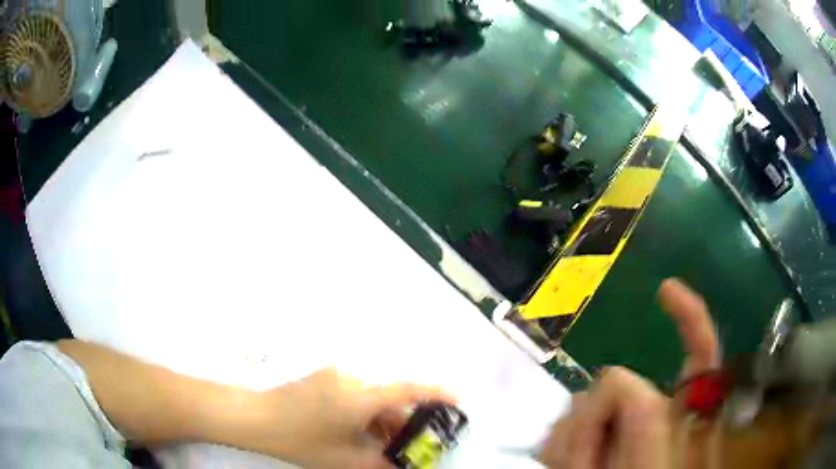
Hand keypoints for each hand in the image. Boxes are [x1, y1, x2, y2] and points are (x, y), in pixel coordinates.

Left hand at [242, 368, 455, 468]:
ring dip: (382, 421)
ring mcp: (334, 376)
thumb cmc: (300, 440)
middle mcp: (351, 378)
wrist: (254, 417)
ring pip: (372, 398)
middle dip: (404, 423)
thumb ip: (381, 464)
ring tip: (383, 445)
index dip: (436, 394)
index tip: (458, 400)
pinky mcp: (322, 378)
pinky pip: (355, 395)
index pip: (407, 390)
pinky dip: (365, 414)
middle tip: (411, 444)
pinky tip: (358, 433)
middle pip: (389, 399)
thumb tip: (404, 467)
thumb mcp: (345, 460)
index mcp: (360, 396)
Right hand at [538, 278, 719, 468]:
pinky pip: (567, 426)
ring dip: (569, 439)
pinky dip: (559, 445)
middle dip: (591, 417)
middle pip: (618, 383)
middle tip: (577, 461)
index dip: (689, 319)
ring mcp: (623, 434)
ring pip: (585, 403)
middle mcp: (654, 422)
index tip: (662, 291)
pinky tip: (561, 464)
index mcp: (684, 425)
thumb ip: (645, 428)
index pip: (700, 357)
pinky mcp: (597, 445)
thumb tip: (621, 381)